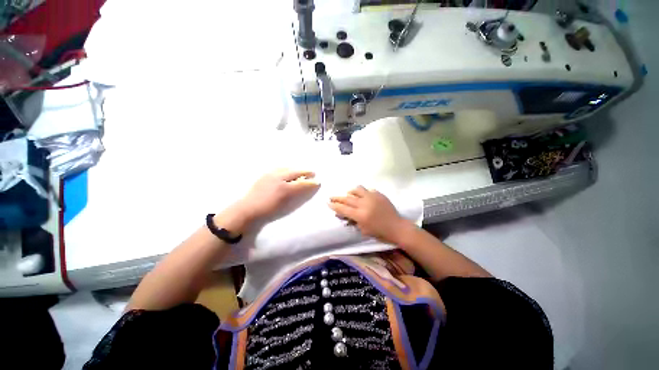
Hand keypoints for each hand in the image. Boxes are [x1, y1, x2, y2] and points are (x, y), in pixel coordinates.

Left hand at [236, 169, 318, 221]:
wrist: (248, 209)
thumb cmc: (268, 210)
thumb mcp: (285, 205)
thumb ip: (296, 194)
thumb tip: (304, 186)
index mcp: (284, 188)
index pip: (302, 183)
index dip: (311, 182)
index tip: (318, 182)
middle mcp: (279, 178)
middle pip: (295, 172)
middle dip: (305, 172)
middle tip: (312, 173)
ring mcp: (271, 175)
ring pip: (287, 168)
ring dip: (296, 169)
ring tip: (301, 171)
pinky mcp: (265, 174)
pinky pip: (279, 168)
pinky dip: (287, 169)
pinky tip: (288, 171)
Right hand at [329, 186, 408, 244]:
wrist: (396, 227)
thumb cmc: (379, 232)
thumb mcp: (363, 230)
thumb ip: (352, 220)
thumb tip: (343, 214)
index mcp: (360, 215)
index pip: (343, 208)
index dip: (334, 205)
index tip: (328, 202)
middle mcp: (364, 204)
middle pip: (347, 198)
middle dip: (337, 197)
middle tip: (331, 196)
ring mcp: (372, 197)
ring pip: (357, 189)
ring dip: (351, 192)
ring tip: (349, 194)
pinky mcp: (379, 194)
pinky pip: (368, 190)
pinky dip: (363, 193)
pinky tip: (364, 197)